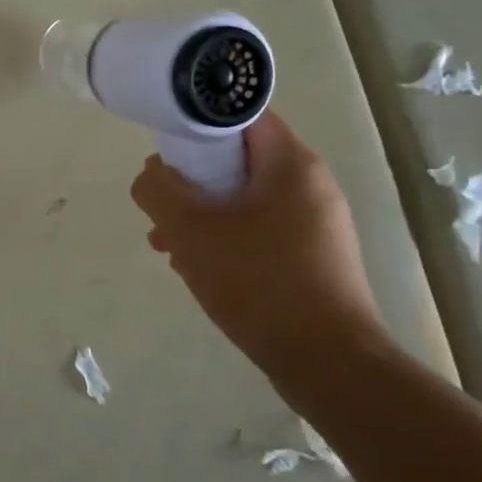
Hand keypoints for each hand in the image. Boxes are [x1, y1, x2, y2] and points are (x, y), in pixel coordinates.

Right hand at [130, 111, 383, 371]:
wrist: (329, 364)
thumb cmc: (258, 283)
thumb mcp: (190, 230)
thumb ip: (158, 191)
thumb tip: (152, 175)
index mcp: (292, 164)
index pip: (239, 117)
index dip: (195, 125)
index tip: (164, 153)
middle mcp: (311, 186)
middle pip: (237, 160)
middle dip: (191, 181)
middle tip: (161, 208)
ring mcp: (316, 224)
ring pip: (244, 200)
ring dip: (202, 215)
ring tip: (169, 245)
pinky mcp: (313, 258)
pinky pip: (259, 231)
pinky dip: (226, 239)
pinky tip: (199, 269)